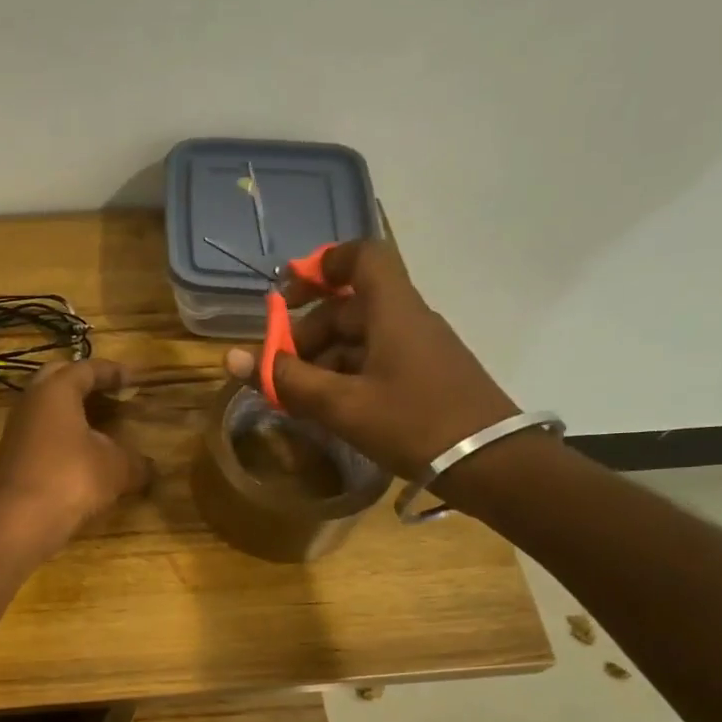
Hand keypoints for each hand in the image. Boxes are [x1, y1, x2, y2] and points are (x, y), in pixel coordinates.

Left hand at [0, 358, 151, 557]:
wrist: (18, 520)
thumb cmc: (71, 478)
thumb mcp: (116, 468)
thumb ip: (136, 463)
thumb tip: (149, 468)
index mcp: (56, 390)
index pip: (86, 369)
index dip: (112, 372)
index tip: (134, 380)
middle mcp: (31, 402)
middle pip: (58, 380)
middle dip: (84, 383)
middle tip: (110, 392)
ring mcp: (16, 431)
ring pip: (46, 409)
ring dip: (71, 412)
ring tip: (99, 425)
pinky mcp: (11, 458)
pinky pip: (40, 435)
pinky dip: (61, 437)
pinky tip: (79, 454)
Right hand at [224, 208, 519, 486]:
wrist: (490, 464)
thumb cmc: (413, 423)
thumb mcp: (341, 405)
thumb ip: (286, 380)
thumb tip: (231, 358)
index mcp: (392, 311)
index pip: (361, 256)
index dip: (321, 265)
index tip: (287, 294)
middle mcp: (406, 320)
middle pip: (348, 305)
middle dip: (305, 333)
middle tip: (276, 371)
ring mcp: (417, 349)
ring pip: (358, 338)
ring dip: (320, 360)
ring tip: (295, 398)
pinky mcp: (422, 376)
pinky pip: (373, 361)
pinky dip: (343, 376)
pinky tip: (326, 409)